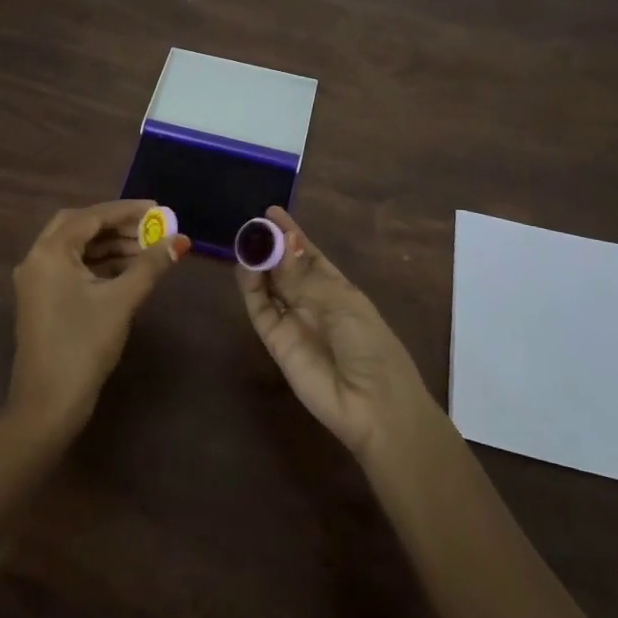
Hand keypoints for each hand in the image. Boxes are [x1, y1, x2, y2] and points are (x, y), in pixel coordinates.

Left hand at [8, 199, 188, 438]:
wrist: (48, 404)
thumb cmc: (84, 345)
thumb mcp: (121, 301)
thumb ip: (150, 266)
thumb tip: (180, 241)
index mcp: (50, 252)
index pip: (91, 216)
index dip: (127, 211)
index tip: (158, 209)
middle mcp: (37, 259)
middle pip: (80, 227)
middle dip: (117, 225)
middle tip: (150, 228)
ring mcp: (36, 281)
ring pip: (76, 248)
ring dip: (109, 245)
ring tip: (147, 250)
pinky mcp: (42, 299)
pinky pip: (72, 267)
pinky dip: (98, 263)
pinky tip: (127, 270)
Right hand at [236, 207, 424, 459]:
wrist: (372, 405)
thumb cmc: (370, 345)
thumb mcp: (342, 303)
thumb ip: (304, 276)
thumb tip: (279, 243)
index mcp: (338, 289)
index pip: (309, 255)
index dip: (292, 235)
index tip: (271, 212)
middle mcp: (313, 302)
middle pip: (286, 268)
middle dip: (271, 246)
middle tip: (252, 224)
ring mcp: (293, 321)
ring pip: (269, 286)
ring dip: (258, 264)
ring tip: (245, 240)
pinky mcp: (276, 342)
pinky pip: (260, 310)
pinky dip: (250, 289)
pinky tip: (245, 267)